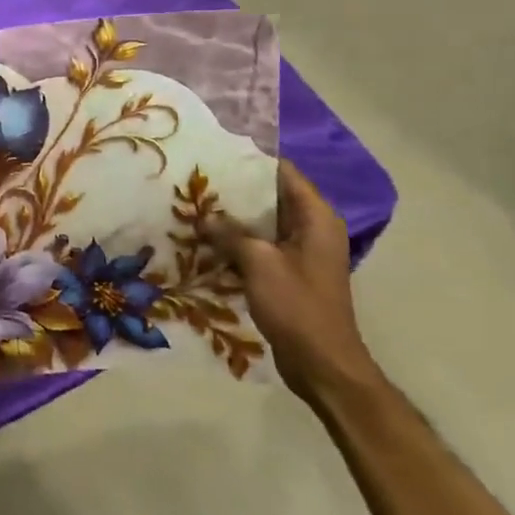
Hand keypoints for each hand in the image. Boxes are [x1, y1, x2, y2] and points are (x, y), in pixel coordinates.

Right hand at [204, 160, 383, 409]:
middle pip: (270, 195)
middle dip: (234, 188)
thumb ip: (230, 233)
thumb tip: (203, 216)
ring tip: (193, 203)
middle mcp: (312, 228)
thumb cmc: (297, 306)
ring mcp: (301, 251)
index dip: (251, 160)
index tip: (215, 151)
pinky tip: (205, 237)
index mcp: (316, 218)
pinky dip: (236, 239)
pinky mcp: (288, 272)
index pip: (284, 173)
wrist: (321, 363)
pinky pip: (259, 244)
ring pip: (262, 221)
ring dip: (232, 216)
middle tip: (195, 177)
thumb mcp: (258, 262)